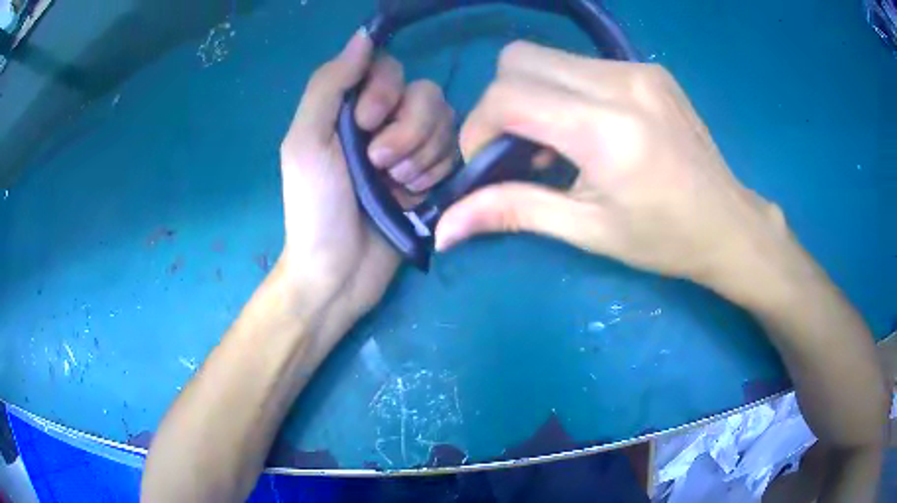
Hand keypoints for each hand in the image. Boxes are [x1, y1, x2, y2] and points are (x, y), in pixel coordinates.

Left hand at [278, 29, 455, 325]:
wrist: (340, 271)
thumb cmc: (315, 207)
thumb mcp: (306, 141)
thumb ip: (329, 85)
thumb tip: (364, 35)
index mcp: (350, 106)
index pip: (389, 67)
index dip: (385, 91)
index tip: (364, 124)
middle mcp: (384, 119)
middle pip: (424, 93)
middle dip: (406, 130)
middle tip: (379, 166)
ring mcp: (412, 146)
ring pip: (444, 122)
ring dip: (420, 155)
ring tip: (395, 187)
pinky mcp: (433, 173)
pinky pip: (453, 152)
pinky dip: (434, 173)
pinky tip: (411, 197)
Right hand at [436, 41, 786, 291]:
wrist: (729, 223)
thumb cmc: (664, 239)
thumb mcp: (588, 230)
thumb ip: (512, 213)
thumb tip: (443, 231)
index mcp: (607, 131)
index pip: (508, 97)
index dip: (478, 128)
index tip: (487, 163)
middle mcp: (620, 83)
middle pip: (518, 60)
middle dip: (501, 103)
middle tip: (519, 149)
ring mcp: (638, 69)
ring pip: (548, 57)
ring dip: (533, 94)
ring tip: (556, 141)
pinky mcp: (649, 69)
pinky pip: (581, 63)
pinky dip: (564, 89)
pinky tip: (588, 127)